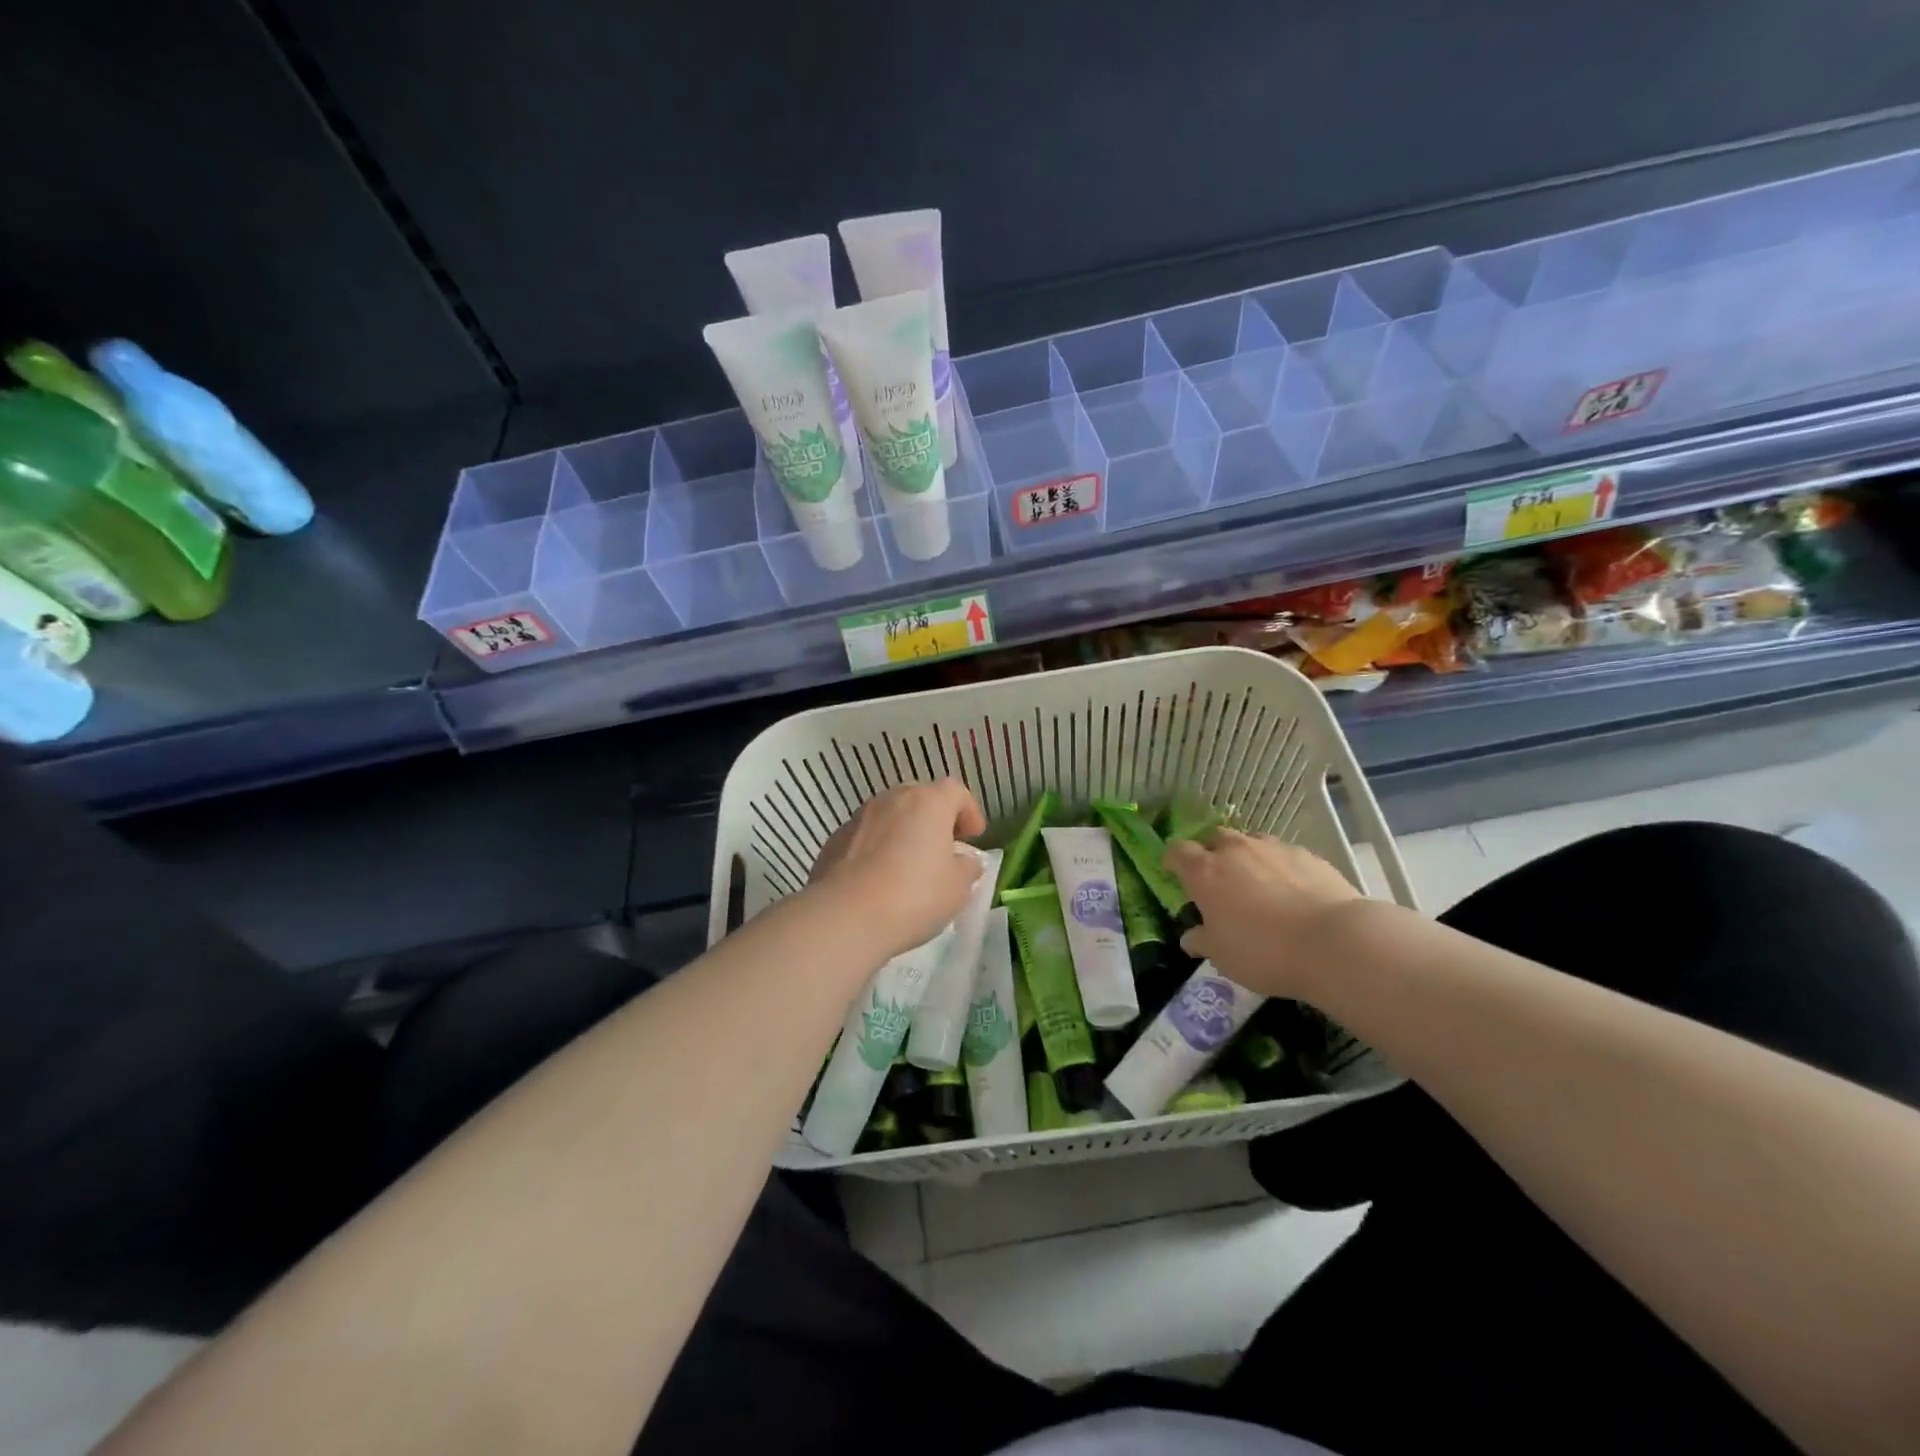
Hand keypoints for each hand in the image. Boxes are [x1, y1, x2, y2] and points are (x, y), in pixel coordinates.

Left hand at [808, 779, 986, 960]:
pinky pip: (865, 838)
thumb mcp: (958, 888)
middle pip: (919, 798)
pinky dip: (876, 850)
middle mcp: (892, 800)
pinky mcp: (834, 840)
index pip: (955, 791)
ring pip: (889, 816)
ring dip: (902, 833)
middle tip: (942, 848)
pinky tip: (878, 880)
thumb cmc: (914, 896)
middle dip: (934, 819)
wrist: (845, 917)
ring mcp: (859, 818)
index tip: (974, 836)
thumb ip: (967, 868)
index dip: (969, 811)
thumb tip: (964, 861)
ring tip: (908, 866)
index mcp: (928, 803)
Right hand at [1163, 829, 1363, 998]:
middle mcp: (1236, 850)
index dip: (1172, 860)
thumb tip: (1191, 938)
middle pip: (1215, 838)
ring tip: (1257, 885)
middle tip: (1217, 880)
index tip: (1172, 873)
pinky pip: (1284, 855)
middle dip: (1211, 853)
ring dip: (1247, 857)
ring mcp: (1274, 848)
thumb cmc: (1263, 951)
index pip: (1177, 851)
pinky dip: (1280, 868)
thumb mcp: (1222, 956)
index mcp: (1205, 872)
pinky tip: (1292, 892)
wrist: (1333, 942)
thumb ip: (1202, 941)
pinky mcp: (1308, 855)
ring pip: (1251, 842)